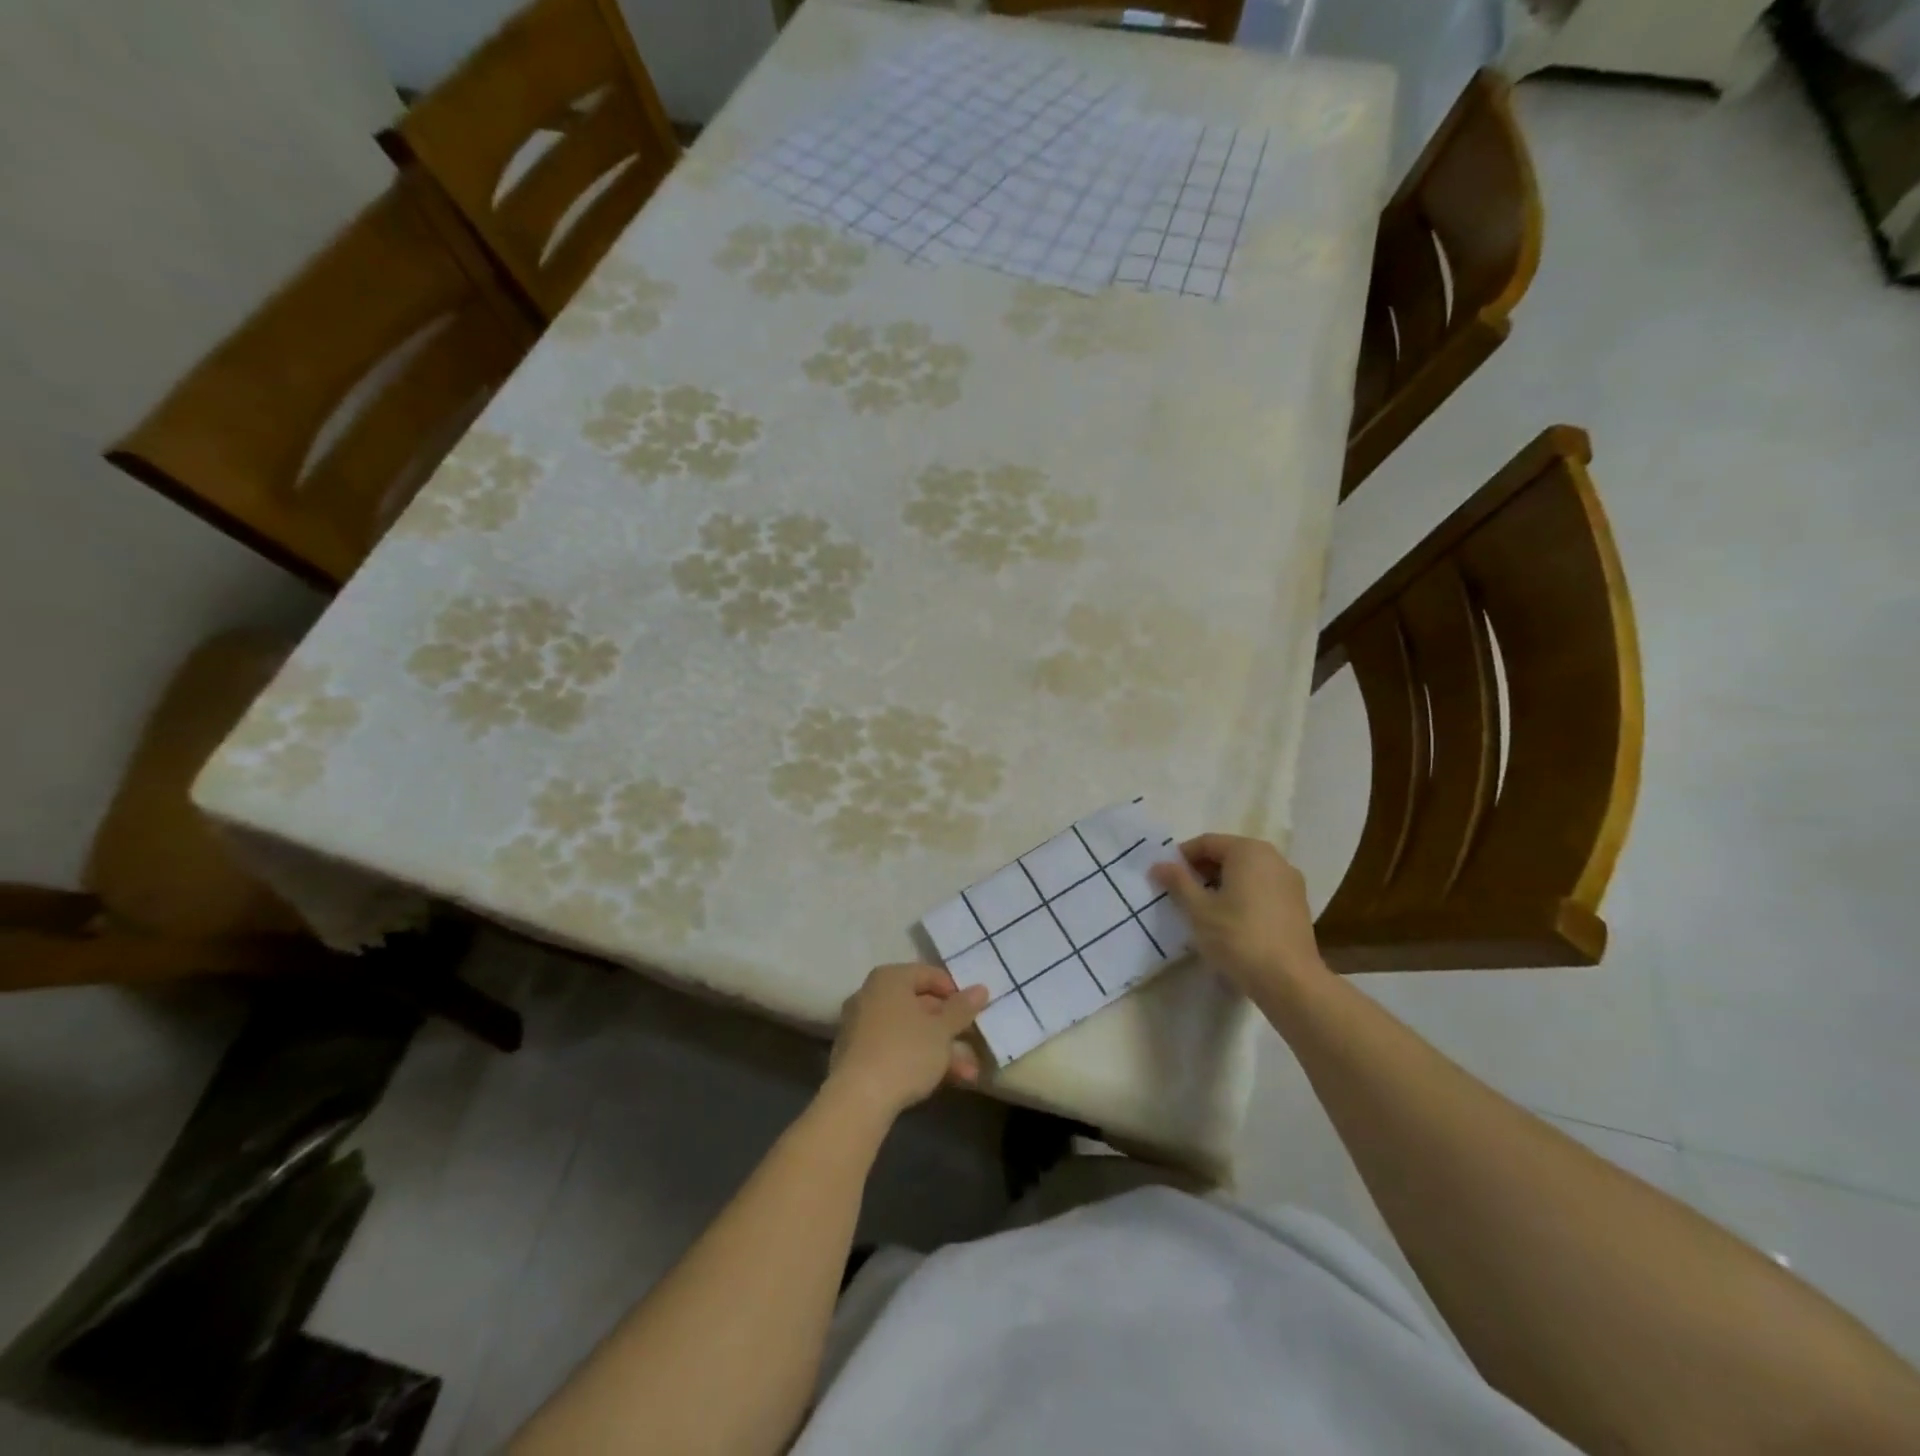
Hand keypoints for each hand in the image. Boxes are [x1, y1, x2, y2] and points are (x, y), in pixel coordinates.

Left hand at [826, 964, 988, 1120]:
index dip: (954, 991)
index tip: (973, 1011)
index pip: (928, 974)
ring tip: (969, 1073)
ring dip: (940, 1050)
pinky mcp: (856, 1056)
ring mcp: (860, 1027)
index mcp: (889, 979)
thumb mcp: (941, 1030)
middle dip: (949, 1028)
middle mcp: (870, 996)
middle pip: (918, 1005)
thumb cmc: (905, 1051)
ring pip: (909, 1032)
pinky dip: (917, 1060)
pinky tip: (943, 1081)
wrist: (857, 1099)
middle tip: (973, 1043)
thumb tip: (980, 988)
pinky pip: (894, 1049)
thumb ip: (962, 1008)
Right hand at [1150, 834, 1326, 996]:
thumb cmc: (1238, 937)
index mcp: (1248, 851)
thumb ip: (1177, 882)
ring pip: (1246, 873)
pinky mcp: (1298, 905)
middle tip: (1181, 894)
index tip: (1165, 878)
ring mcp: (1290, 882)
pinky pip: (1262, 889)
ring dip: (1221, 884)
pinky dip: (1242, 896)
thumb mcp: (1198, 909)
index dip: (1182, 858)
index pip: (1206, 843)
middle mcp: (1274, 858)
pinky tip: (1230, 921)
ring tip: (1203, 909)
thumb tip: (1159, 865)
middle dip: (1202, 871)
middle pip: (1228, 855)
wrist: (1289, 981)